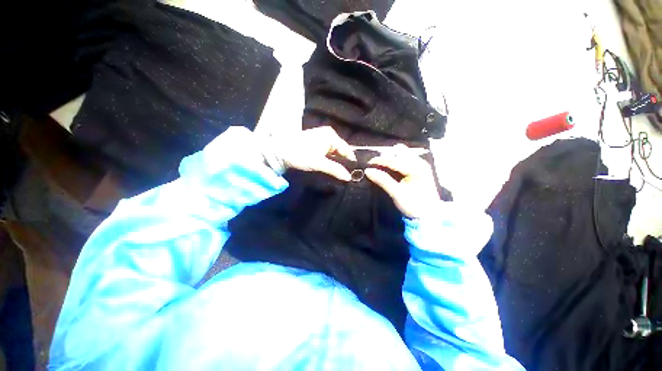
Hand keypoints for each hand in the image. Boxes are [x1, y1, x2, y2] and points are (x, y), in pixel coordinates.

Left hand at [267, 126, 356, 180]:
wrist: (280, 151)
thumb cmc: (300, 154)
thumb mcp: (319, 163)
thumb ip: (335, 169)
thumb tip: (349, 177)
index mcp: (331, 136)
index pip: (347, 150)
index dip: (351, 162)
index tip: (353, 174)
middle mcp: (329, 134)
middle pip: (341, 151)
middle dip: (343, 162)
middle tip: (345, 175)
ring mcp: (322, 137)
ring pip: (335, 152)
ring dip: (336, 162)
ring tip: (338, 172)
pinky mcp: (317, 142)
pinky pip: (328, 151)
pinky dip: (330, 159)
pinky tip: (330, 166)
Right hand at [364, 148, 441, 218]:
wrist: (428, 216)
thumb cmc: (414, 205)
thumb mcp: (397, 193)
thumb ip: (382, 180)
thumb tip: (368, 171)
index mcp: (416, 168)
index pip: (394, 160)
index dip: (380, 161)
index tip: (368, 163)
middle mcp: (420, 162)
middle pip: (400, 151)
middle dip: (387, 156)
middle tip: (377, 166)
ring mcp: (421, 164)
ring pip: (402, 154)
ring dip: (391, 158)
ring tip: (382, 168)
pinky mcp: (420, 169)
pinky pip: (405, 159)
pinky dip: (396, 162)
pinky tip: (391, 170)